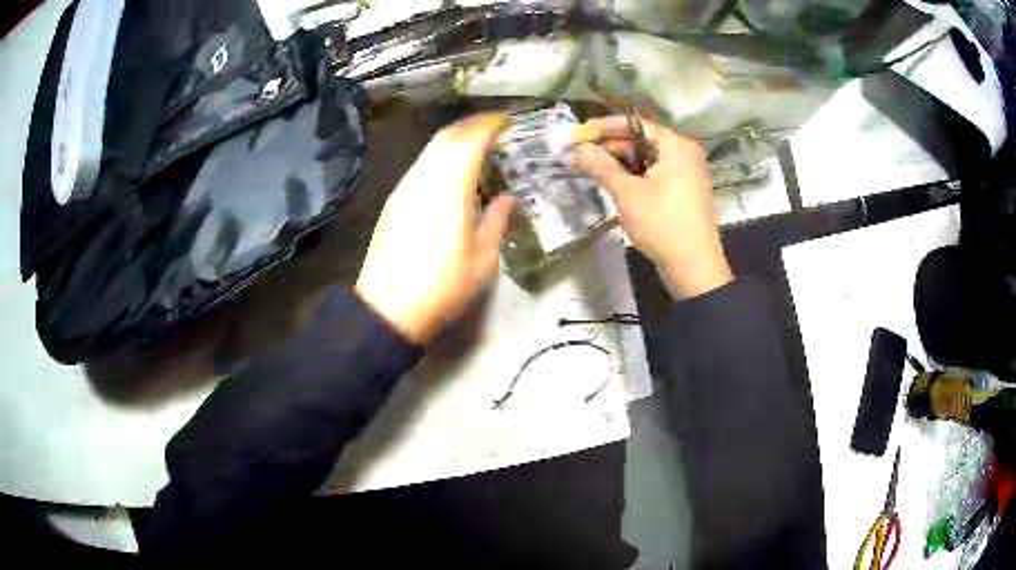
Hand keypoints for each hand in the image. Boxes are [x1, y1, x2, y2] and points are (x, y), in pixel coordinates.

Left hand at [355, 114, 514, 344]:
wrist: (388, 308)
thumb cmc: (442, 287)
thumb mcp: (482, 260)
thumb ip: (496, 222)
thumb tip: (506, 198)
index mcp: (449, 189)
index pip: (469, 140)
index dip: (489, 125)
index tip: (507, 121)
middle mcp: (423, 179)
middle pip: (446, 137)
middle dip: (472, 126)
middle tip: (495, 129)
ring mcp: (404, 188)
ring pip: (430, 150)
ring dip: (454, 141)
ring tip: (477, 148)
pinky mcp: (394, 201)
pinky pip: (421, 166)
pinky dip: (440, 157)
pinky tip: (452, 173)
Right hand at [574, 116, 731, 298]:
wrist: (693, 267)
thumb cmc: (661, 224)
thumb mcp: (627, 193)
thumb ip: (600, 166)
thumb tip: (577, 150)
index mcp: (675, 145)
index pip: (634, 124)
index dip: (603, 128)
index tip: (578, 136)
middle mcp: (684, 152)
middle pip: (641, 140)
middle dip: (610, 147)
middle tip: (581, 156)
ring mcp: (687, 172)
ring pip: (647, 158)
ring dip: (620, 162)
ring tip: (592, 170)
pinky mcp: (685, 191)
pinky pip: (656, 173)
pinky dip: (635, 175)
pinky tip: (614, 183)